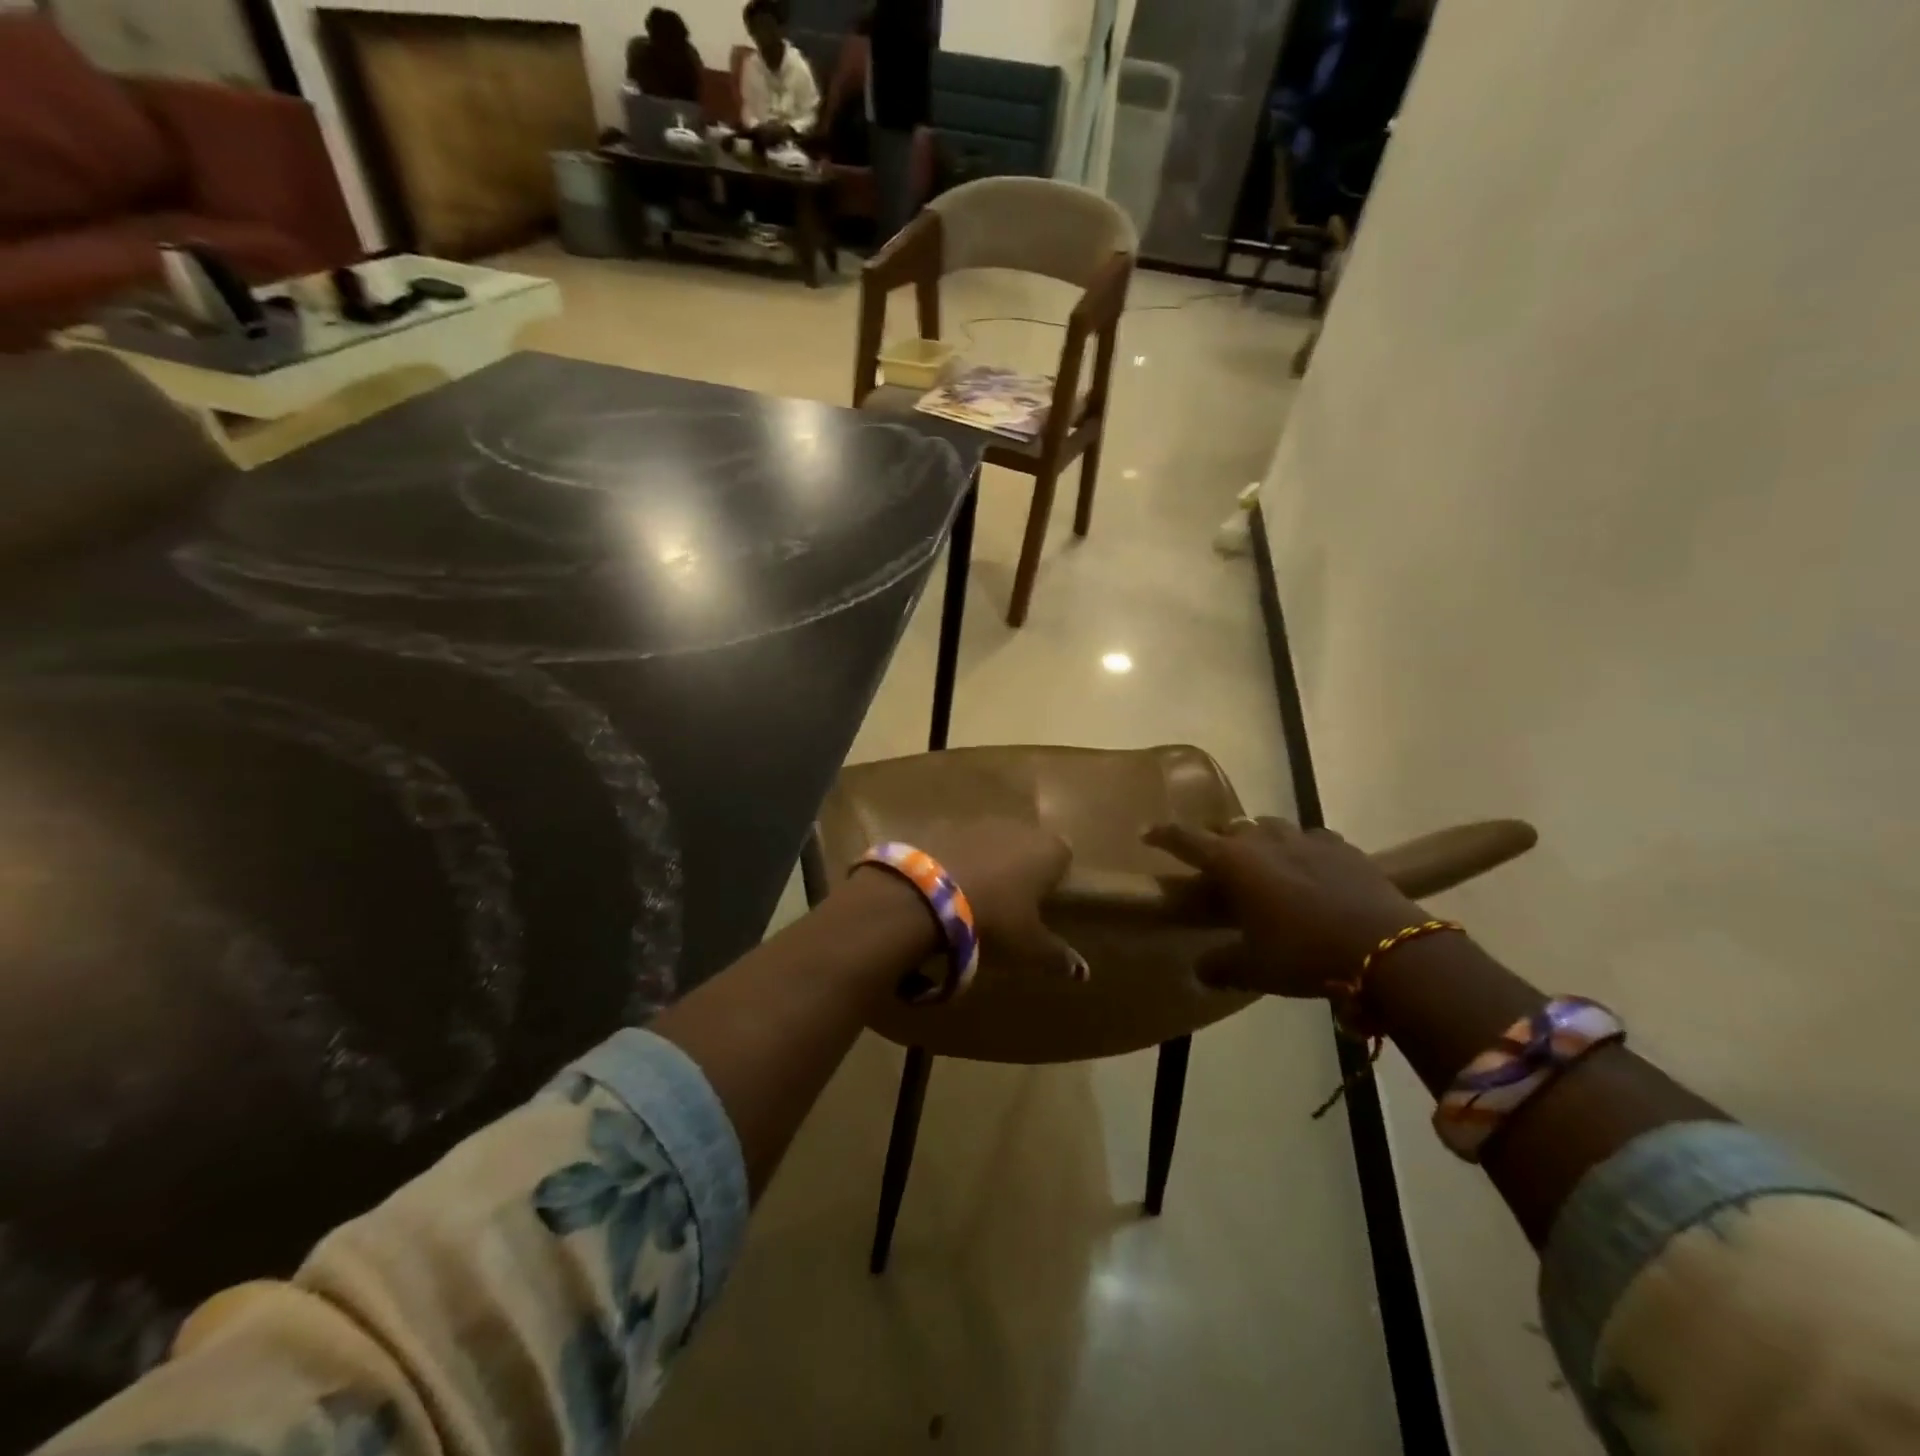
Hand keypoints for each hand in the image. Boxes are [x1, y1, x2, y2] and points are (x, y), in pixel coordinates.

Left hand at [850, 819, 1084, 979]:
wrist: (927, 894)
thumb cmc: (994, 918)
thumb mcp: (1028, 945)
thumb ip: (1057, 955)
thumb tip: (1083, 972)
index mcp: (1048, 851)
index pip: (1063, 857)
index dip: (1055, 878)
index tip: (1042, 903)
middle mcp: (1017, 827)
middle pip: (1026, 845)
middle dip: (1019, 867)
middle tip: (1008, 903)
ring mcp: (978, 822)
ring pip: (991, 841)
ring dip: (986, 862)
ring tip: (973, 896)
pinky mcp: (942, 824)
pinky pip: (957, 843)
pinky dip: (955, 860)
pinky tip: (943, 887)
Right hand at [1144, 817, 1424, 996]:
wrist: (1387, 948)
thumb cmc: (1304, 954)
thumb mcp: (1254, 968)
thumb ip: (1219, 966)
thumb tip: (1198, 971)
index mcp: (1233, 863)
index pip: (1186, 840)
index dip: (1163, 835)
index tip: (1146, 833)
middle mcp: (1263, 841)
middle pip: (1231, 829)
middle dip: (1219, 842)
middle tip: (1219, 866)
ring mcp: (1305, 839)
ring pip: (1271, 827)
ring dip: (1261, 842)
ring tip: (1265, 866)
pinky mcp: (1342, 847)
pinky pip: (1312, 839)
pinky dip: (1302, 850)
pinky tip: (1310, 869)